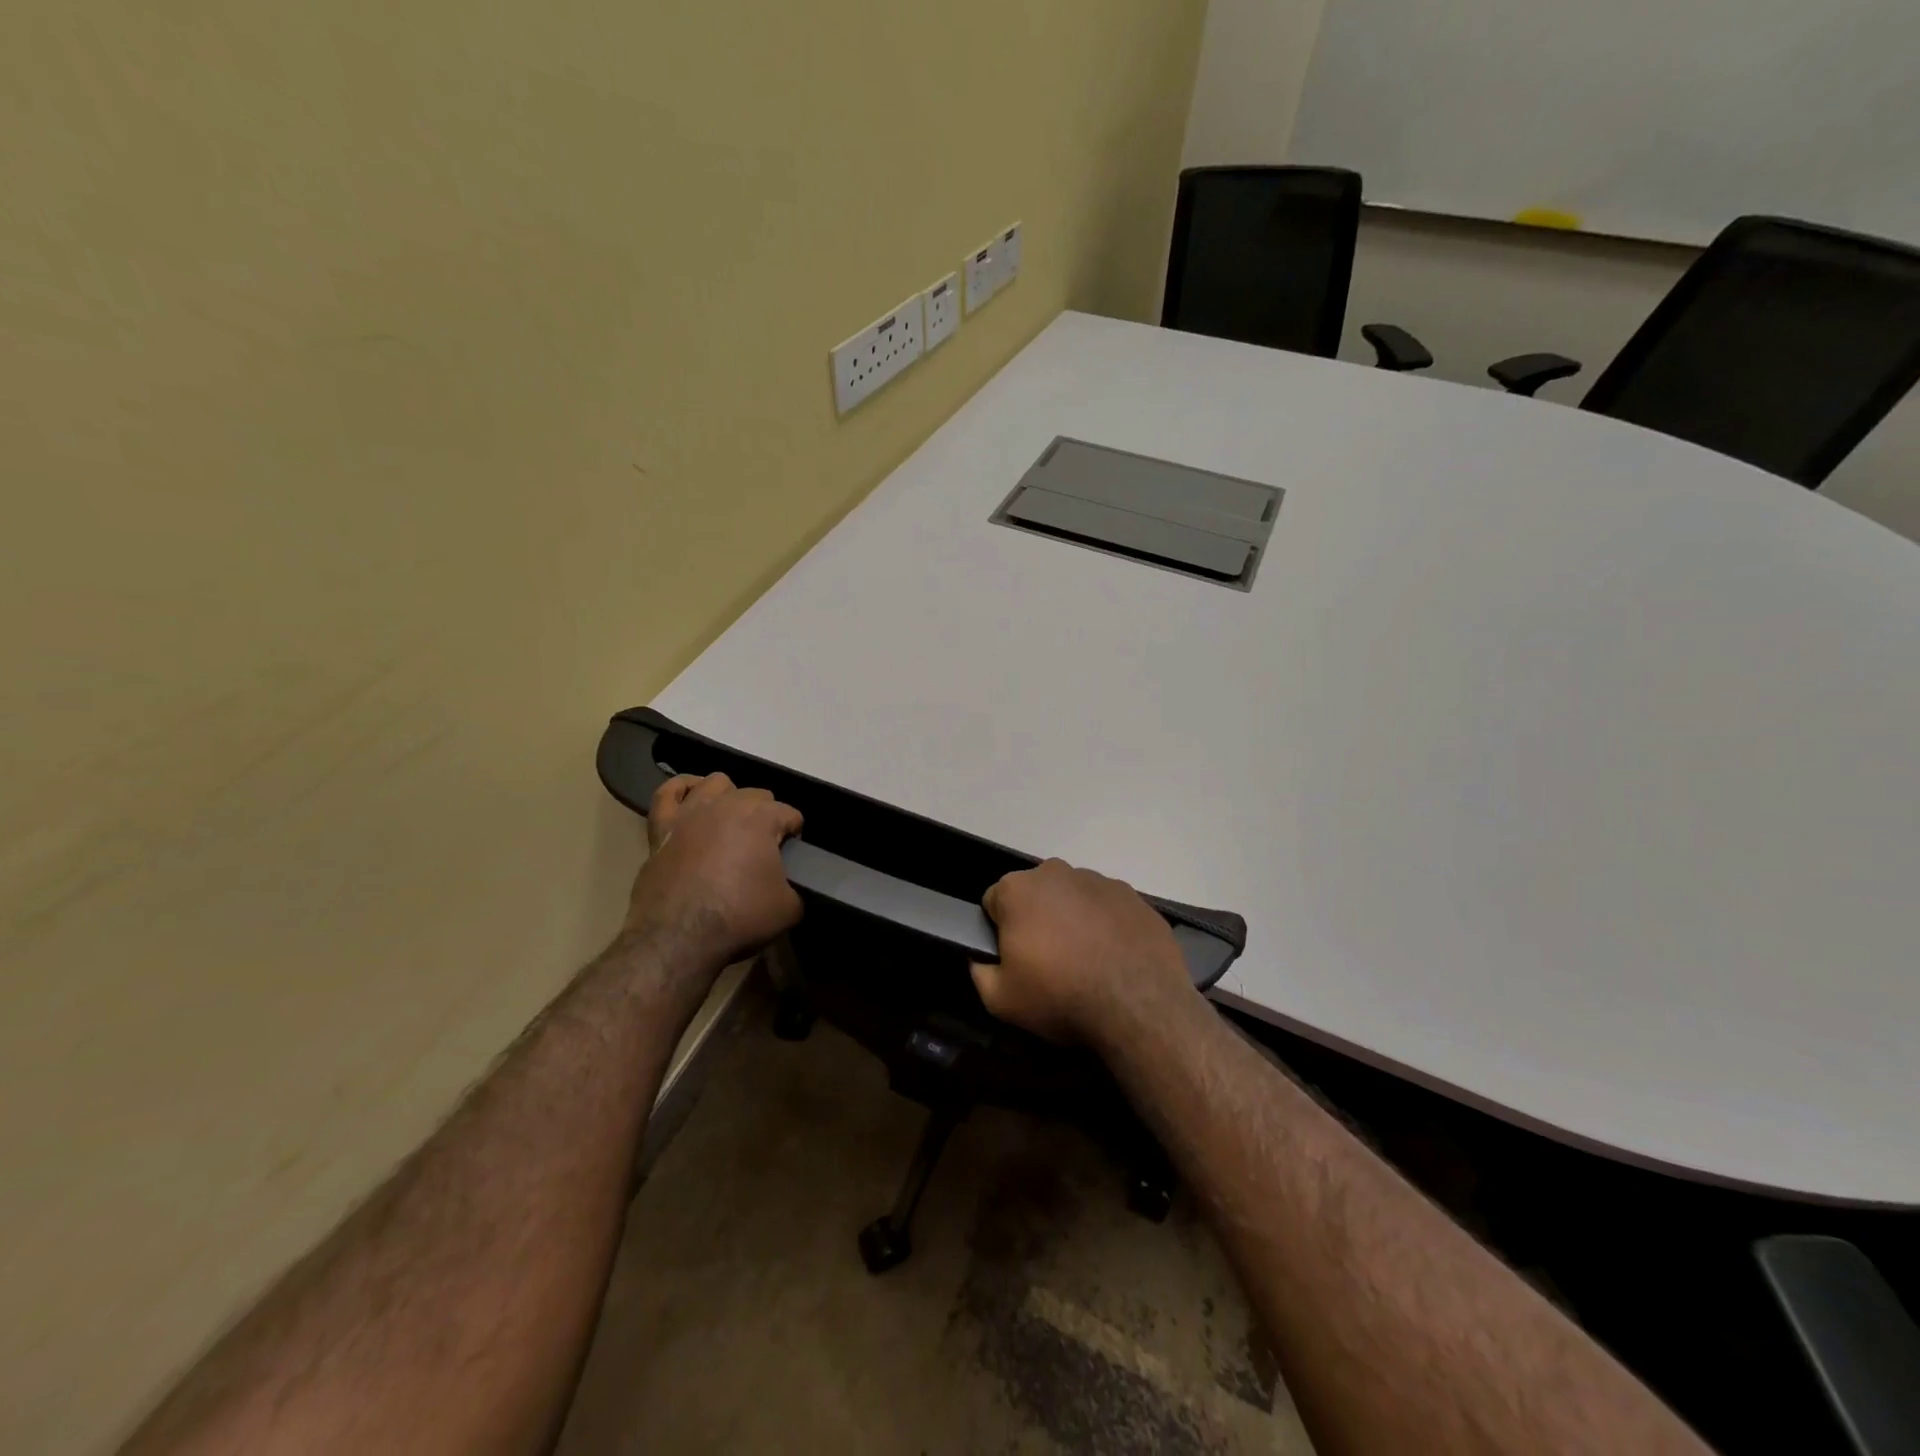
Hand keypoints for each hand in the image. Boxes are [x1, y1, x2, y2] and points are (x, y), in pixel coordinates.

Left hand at [624, 773, 803, 974]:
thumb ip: (795, 887)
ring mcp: (691, 811)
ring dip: (729, 797)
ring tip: (731, 823)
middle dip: (766, 817)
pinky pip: (668, 793)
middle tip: (764, 850)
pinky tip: (690, 798)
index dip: (795, 836)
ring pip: (716, 783)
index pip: (791, 815)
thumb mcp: (788, 909)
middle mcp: (728, 803)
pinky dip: (681, 790)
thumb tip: (787, 886)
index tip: (792, 859)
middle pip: (757, 796)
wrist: (677, 937)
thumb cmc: (738, 917)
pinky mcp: (662, 826)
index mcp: (763, 817)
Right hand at [970, 859, 1193, 1045]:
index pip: (994, 902)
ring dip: (1073, 921)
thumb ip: (979, 971)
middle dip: (1038, 920)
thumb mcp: (999, 999)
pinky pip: (1108, 909)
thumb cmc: (1060, 996)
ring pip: (1074, 899)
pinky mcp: (1134, 897)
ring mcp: (1100, 881)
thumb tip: (982, 957)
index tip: (1015, 959)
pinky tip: (1114, 959)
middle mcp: (1057, 873)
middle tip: (1050, 963)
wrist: (1139, 1006)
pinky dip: (1107, 927)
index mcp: (1018, 888)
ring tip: (1087, 964)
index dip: (1000, 932)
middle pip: (1036, 895)